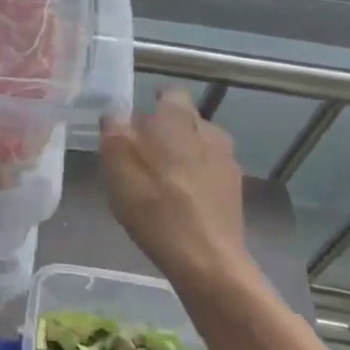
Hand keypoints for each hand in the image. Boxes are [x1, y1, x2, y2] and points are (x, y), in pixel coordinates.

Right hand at [100, 91, 255, 293]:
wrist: (204, 257)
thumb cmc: (152, 202)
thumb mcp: (115, 160)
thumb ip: (113, 128)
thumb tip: (116, 112)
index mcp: (178, 117)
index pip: (170, 93)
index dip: (152, 102)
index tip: (136, 120)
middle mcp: (209, 130)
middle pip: (184, 121)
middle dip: (165, 131)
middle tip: (140, 153)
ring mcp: (227, 161)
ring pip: (199, 147)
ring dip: (182, 155)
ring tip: (160, 180)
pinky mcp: (236, 191)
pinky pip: (210, 173)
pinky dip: (195, 180)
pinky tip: (179, 201)